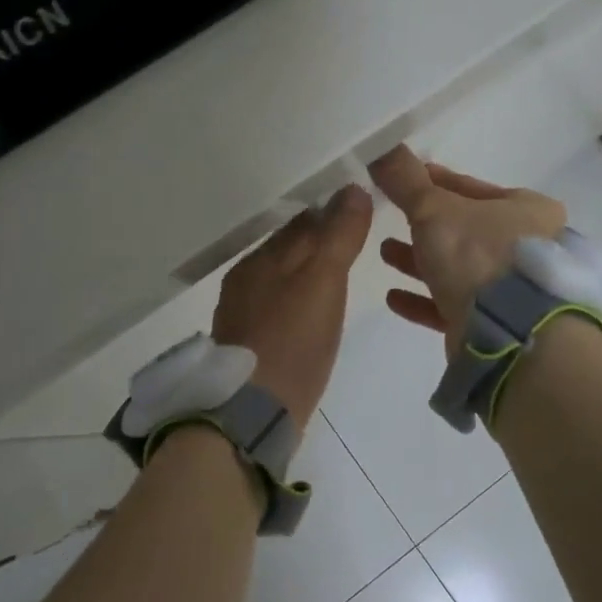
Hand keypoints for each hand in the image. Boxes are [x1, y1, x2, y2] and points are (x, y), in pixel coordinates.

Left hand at [212, 185, 374, 430]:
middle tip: (355, 239)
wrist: (254, 412)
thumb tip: (353, 188)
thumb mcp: (323, 282)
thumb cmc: (293, 341)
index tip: (360, 210)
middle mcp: (245, 279)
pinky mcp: (247, 343)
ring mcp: (241, 312)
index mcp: (261, 259)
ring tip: (339, 274)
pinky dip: (297, 299)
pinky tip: (312, 312)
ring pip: (281, 277)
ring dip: (307, 269)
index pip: (301, 221)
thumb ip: (338, 235)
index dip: (331, 212)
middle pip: (288, 248)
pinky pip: (276, 305)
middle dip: (317, 239)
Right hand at [369, 146, 566, 351]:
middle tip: (389, 220)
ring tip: (384, 254)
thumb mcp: (435, 208)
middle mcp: (527, 248)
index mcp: (527, 211)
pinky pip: (453, 306)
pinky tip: (393, 298)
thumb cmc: (477, 254)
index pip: (472, 189)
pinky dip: (423, 300)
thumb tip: (379, 146)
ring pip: (458, 269)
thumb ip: (406, 181)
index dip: (435, 183)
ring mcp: (514, 290)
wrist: (508, 332)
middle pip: (464, 230)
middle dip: (423, 226)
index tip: (402, 182)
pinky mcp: (496, 325)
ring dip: (419, 261)